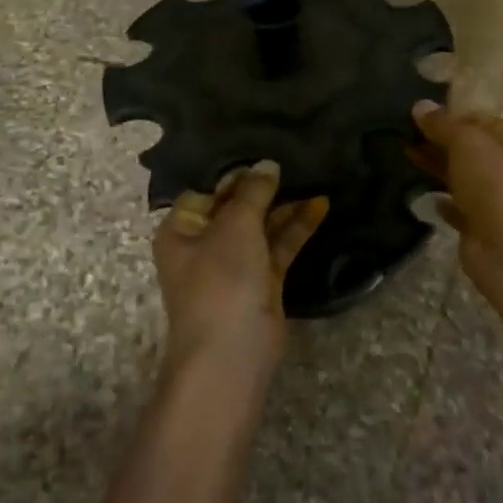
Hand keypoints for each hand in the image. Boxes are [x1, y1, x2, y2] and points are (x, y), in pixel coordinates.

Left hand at [153, 161, 328, 369]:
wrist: (232, 352)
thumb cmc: (221, 280)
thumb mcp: (235, 226)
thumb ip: (253, 192)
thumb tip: (268, 164)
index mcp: (182, 229)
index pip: (208, 190)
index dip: (235, 172)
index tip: (265, 150)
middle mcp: (205, 244)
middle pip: (236, 206)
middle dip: (264, 186)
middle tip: (296, 156)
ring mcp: (235, 264)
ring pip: (262, 226)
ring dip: (285, 205)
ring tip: (314, 175)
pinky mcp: (263, 280)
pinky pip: (279, 246)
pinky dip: (297, 227)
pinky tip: (320, 204)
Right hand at [410, 102, 502, 303]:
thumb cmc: (493, 184)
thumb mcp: (467, 143)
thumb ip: (442, 124)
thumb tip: (420, 106)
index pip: (479, 120)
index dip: (451, 116)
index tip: (419, 117)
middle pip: (469, 149)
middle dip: (439, 141)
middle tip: (404, 135)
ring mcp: (494, 198)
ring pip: (461, 176)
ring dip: (436, 167)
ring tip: (405, 156)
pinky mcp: (479, 225)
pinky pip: (457, 207)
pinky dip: (442, 201)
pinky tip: (423, 194)